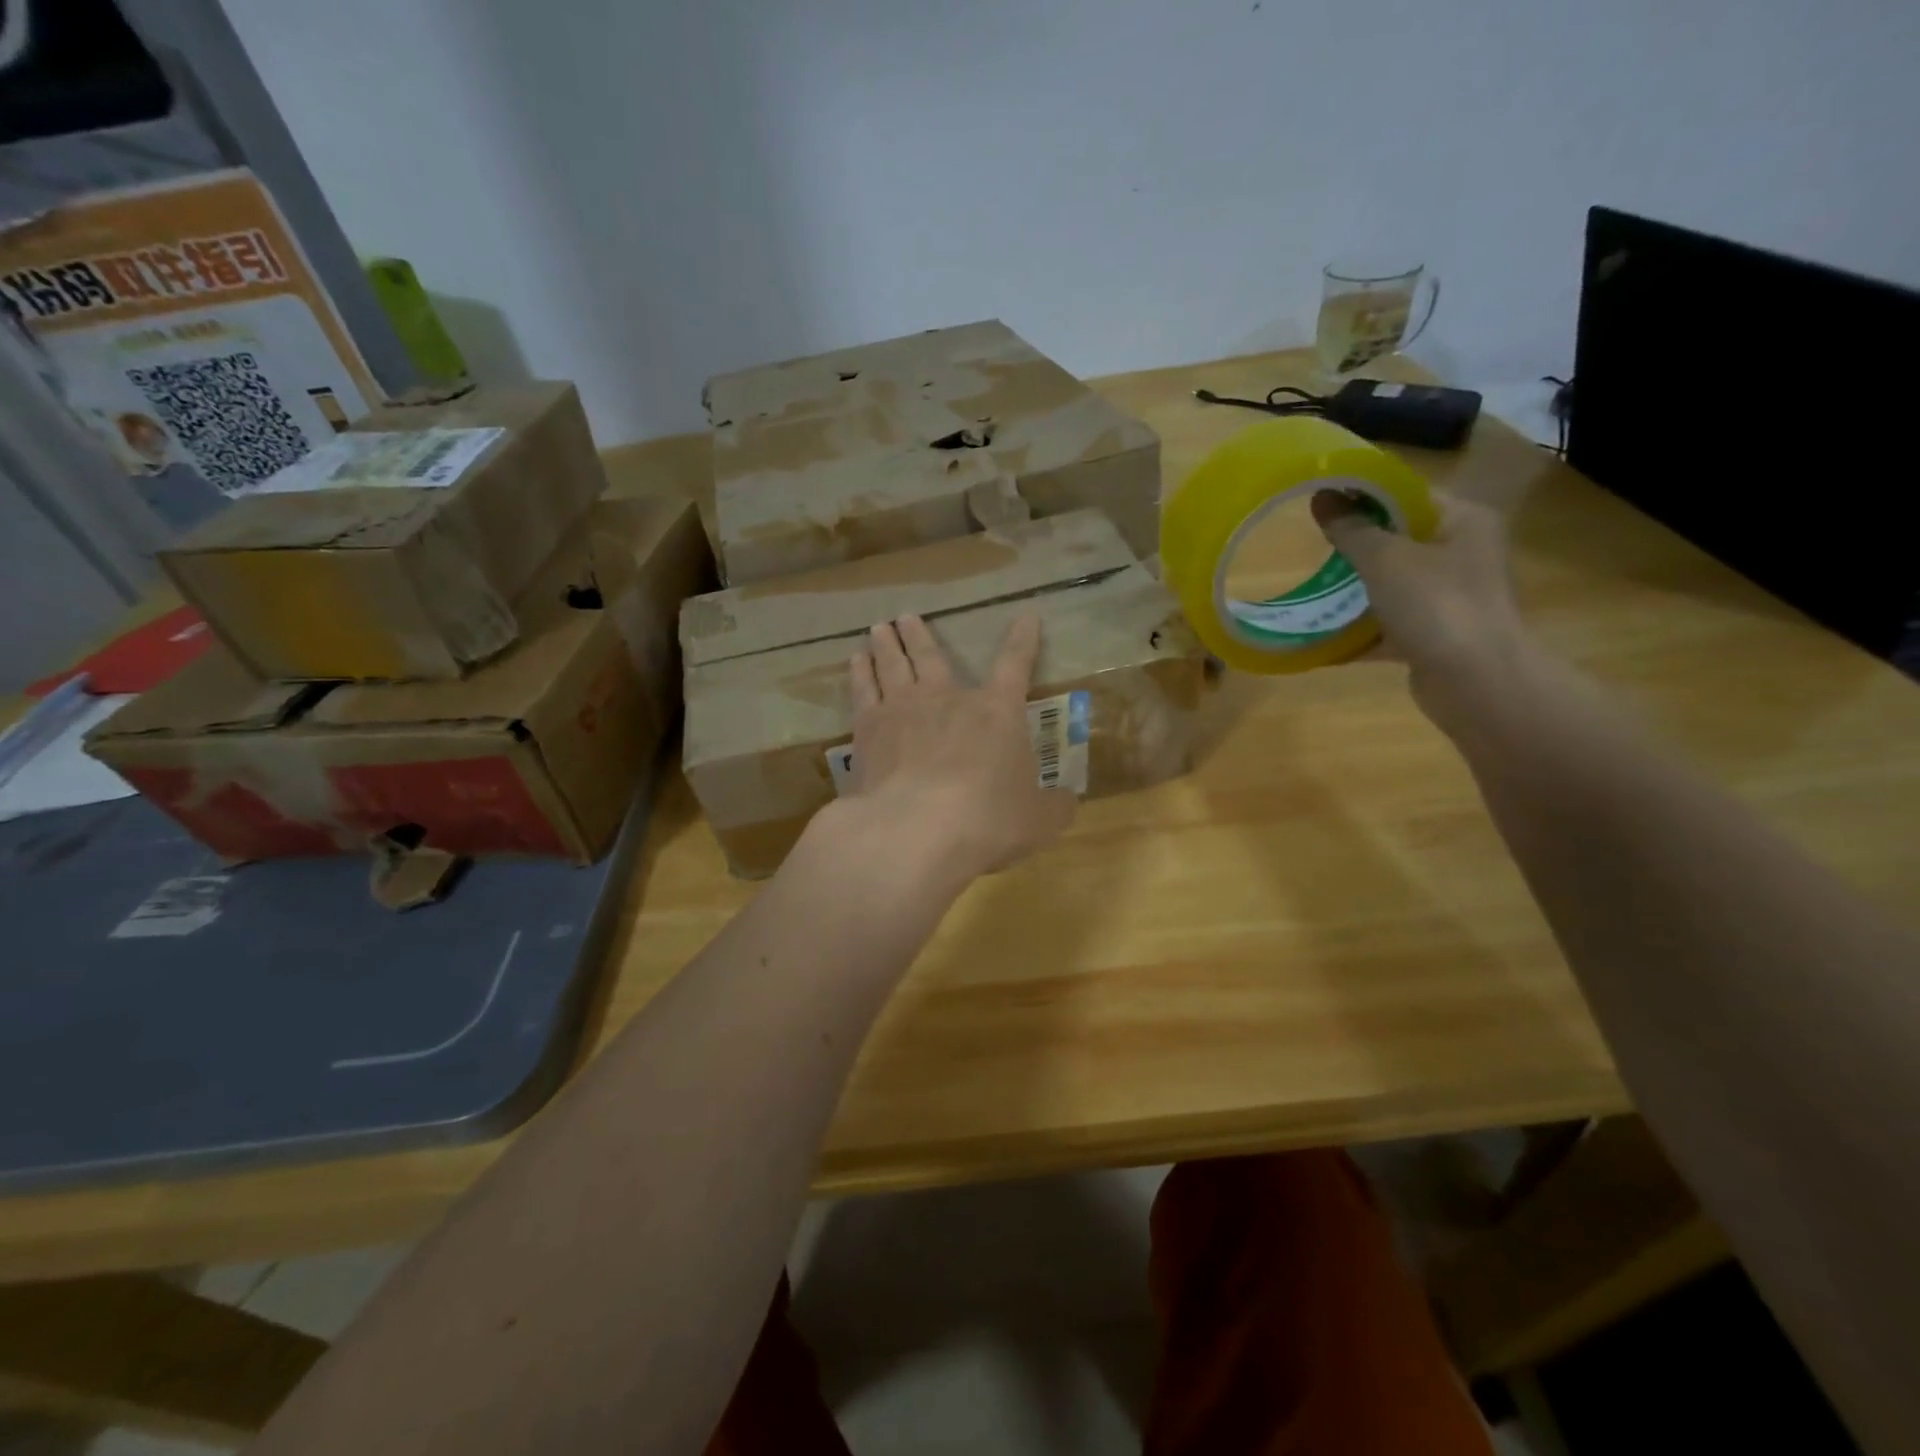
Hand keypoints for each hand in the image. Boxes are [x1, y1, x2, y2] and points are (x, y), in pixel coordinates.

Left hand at [837, 613, 1075, 887]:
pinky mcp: (866, 732)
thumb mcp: (1037, 821)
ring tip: (878, 629)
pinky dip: (859, 674)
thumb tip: (1068, 801)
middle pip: (932, 657)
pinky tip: (854, 663)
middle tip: (906, 617)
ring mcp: (902, 711)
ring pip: (892, 666)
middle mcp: (948, 699)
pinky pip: (862, 691)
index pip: (1015, 665)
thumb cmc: (987, 821)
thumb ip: (1054, 807)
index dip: (1023, 640)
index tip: (1026, 616)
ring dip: (887, 646)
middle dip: (921, 636)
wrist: (915, 831)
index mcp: (997, 713)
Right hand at [1312, 489, 1532, 725]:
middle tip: (1313, 546)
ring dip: (1353, 590)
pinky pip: (1388, 626)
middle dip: (1354, 545)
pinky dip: (1358, 632)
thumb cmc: (1436, 605)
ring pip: (1392, 585)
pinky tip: (1319, 636)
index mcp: (1464, 522)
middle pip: (1399, 540)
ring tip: (1310, 588)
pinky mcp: (1434, 636)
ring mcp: (1449, 599)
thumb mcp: (1385, 559)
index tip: (1323, 501)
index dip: (1365, 495)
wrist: (1475, 681)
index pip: (1409, 495)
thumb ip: (1351, 529)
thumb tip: (1321, 497)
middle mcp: (1462, 555)